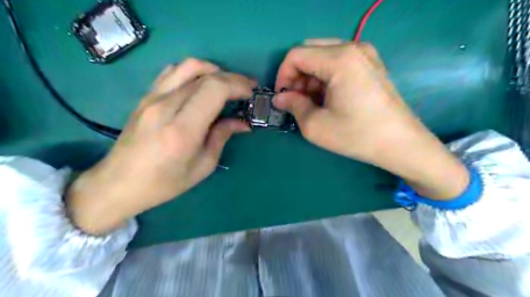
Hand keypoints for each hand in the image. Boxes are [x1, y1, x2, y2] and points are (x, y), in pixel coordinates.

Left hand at [67, 57, 256, 233]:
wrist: (119, 183)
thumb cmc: (164, 183)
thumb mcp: (202, 166)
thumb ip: (222, 137)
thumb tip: (243, 122)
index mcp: (182, 129)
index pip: (214, 89)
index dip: (238, 85)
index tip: (252, 93)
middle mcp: (165, 106)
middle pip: (205, 75)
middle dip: (232, 78)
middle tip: (247, 89)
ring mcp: (152, 98)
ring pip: (188, 66)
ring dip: (214, 70)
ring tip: (226, 84)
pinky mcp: (146, 97)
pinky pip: (173, 72)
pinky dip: (194, 72)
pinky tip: (201, 85)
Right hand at [274, 39, 466, 199]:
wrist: (401, 144)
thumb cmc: (357, 136)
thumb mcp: (316, 126)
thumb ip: (293, 106)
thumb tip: (280, 98)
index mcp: (339, 59)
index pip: (296, 55)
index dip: (283, 75)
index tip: (282, 97)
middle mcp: (353, 48)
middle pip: (309, 52)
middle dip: (297, 76)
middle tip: (296, 100)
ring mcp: (365, 54)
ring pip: (323, 57)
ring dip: (310, 78)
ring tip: (312, 103)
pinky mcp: (371, 64)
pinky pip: (338, 62)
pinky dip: (325, 77)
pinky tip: (328, 98)